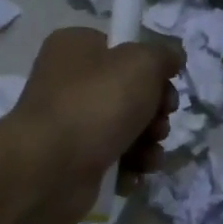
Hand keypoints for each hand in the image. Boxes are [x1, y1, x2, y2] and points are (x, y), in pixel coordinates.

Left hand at [3, 27, 180, 223]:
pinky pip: (115, 160)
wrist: (50, 168)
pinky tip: (132, 175)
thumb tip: (172, 57)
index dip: (152, 69)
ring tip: (148, 156)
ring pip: (128, 130)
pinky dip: (129, 168)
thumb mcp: (141, 63)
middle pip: (131, 93)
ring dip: (148, 144)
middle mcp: (70, 83)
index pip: (124, 50)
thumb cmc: (96, 104)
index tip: (167, 85)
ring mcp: (72, 124)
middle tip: (158, 125)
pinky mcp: (75, 161)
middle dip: (156, 113)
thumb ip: (164, 54)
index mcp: (76, 48)